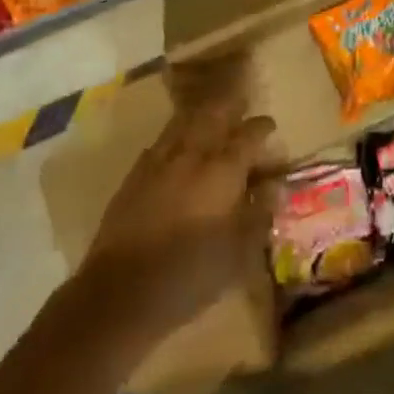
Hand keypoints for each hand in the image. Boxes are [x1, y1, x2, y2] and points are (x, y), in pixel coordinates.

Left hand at [77, 58, 278, 339]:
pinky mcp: (134, 176)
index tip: (270, 126)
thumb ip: (259, 214)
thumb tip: (274, 186)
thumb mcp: (238, 253)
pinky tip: (176, 147)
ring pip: (184, 123)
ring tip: (211, 112)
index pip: (249, 135)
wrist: (119, 293)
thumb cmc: (190, 275)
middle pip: (214, 114)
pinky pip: (160, 143)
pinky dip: (175, 137)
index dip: (262, 127)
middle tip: (241, 100)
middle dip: (230, 104)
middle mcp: (192, 155)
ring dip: (201, 114)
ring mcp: (159, 162)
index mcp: (223, 170)